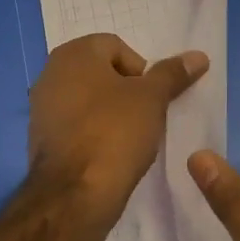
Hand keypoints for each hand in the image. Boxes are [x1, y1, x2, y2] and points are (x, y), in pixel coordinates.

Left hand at [29, 34, 207, 218]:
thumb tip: (198, 56)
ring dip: (110, 112)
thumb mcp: (152, 99)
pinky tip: (108, 153)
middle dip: (126, 91)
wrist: (74, 193)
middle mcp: (50, 72)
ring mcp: (41, 106)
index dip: (141, 71)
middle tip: (144, 117)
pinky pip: (75, 124)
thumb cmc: (114, 132)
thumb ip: (172, 74)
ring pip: (88, 99)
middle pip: (101, 72)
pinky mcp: (41, 137)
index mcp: (73, 54)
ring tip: (129, 138)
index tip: (151, 99)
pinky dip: (93, 132)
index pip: (117, 47)